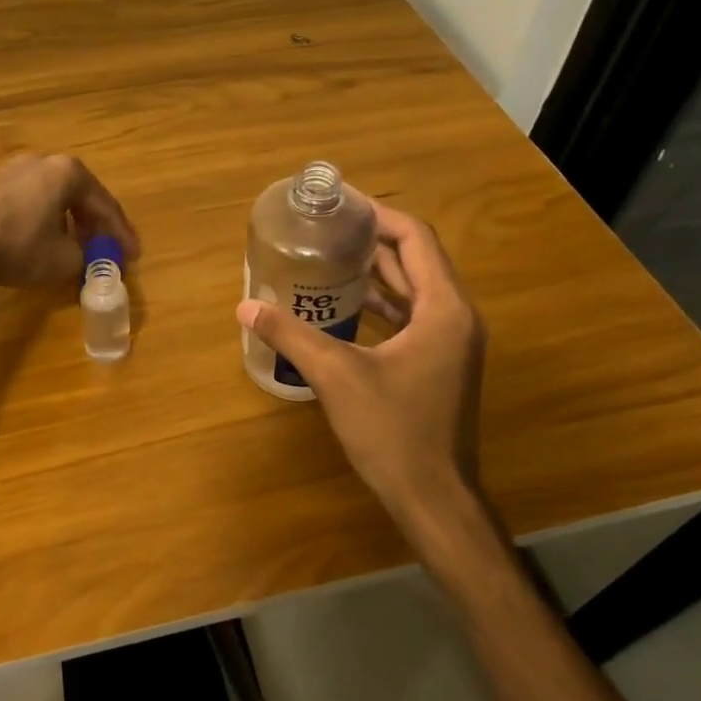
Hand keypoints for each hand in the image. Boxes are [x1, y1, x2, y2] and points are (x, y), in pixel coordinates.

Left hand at [0, 153, 137, 289]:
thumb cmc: (20, 245)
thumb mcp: (64, 260)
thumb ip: (85, 258)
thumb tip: (85, 260)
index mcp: (68, 172)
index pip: (105, 204)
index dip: (121, 233)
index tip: (132, 255)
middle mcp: (41, 162)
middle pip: (78, 195)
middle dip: (94, 225)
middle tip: (105, 249)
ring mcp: (10, 170)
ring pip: (51, 198)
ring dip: (67, 222)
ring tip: (74, 248)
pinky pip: (27, 202)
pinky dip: (42, 221)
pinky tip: (39, 242)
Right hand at [236, 202, 484, 529]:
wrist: (432, 497)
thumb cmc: (393, 431)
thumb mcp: (336, 376)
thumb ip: (291, 334)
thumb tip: (245, 307)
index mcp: (444, 309)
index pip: (415, 239)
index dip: (378, 215)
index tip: (340, 203)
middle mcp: (455, 317)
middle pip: (415, 259)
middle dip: (372, 238)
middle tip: (326, 225)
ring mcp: (450, 343)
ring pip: (414, 288)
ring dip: (376, 269)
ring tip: (328, 253)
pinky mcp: (438, 363)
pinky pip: (410, 316)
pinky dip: (380, 301)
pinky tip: (342, 302)